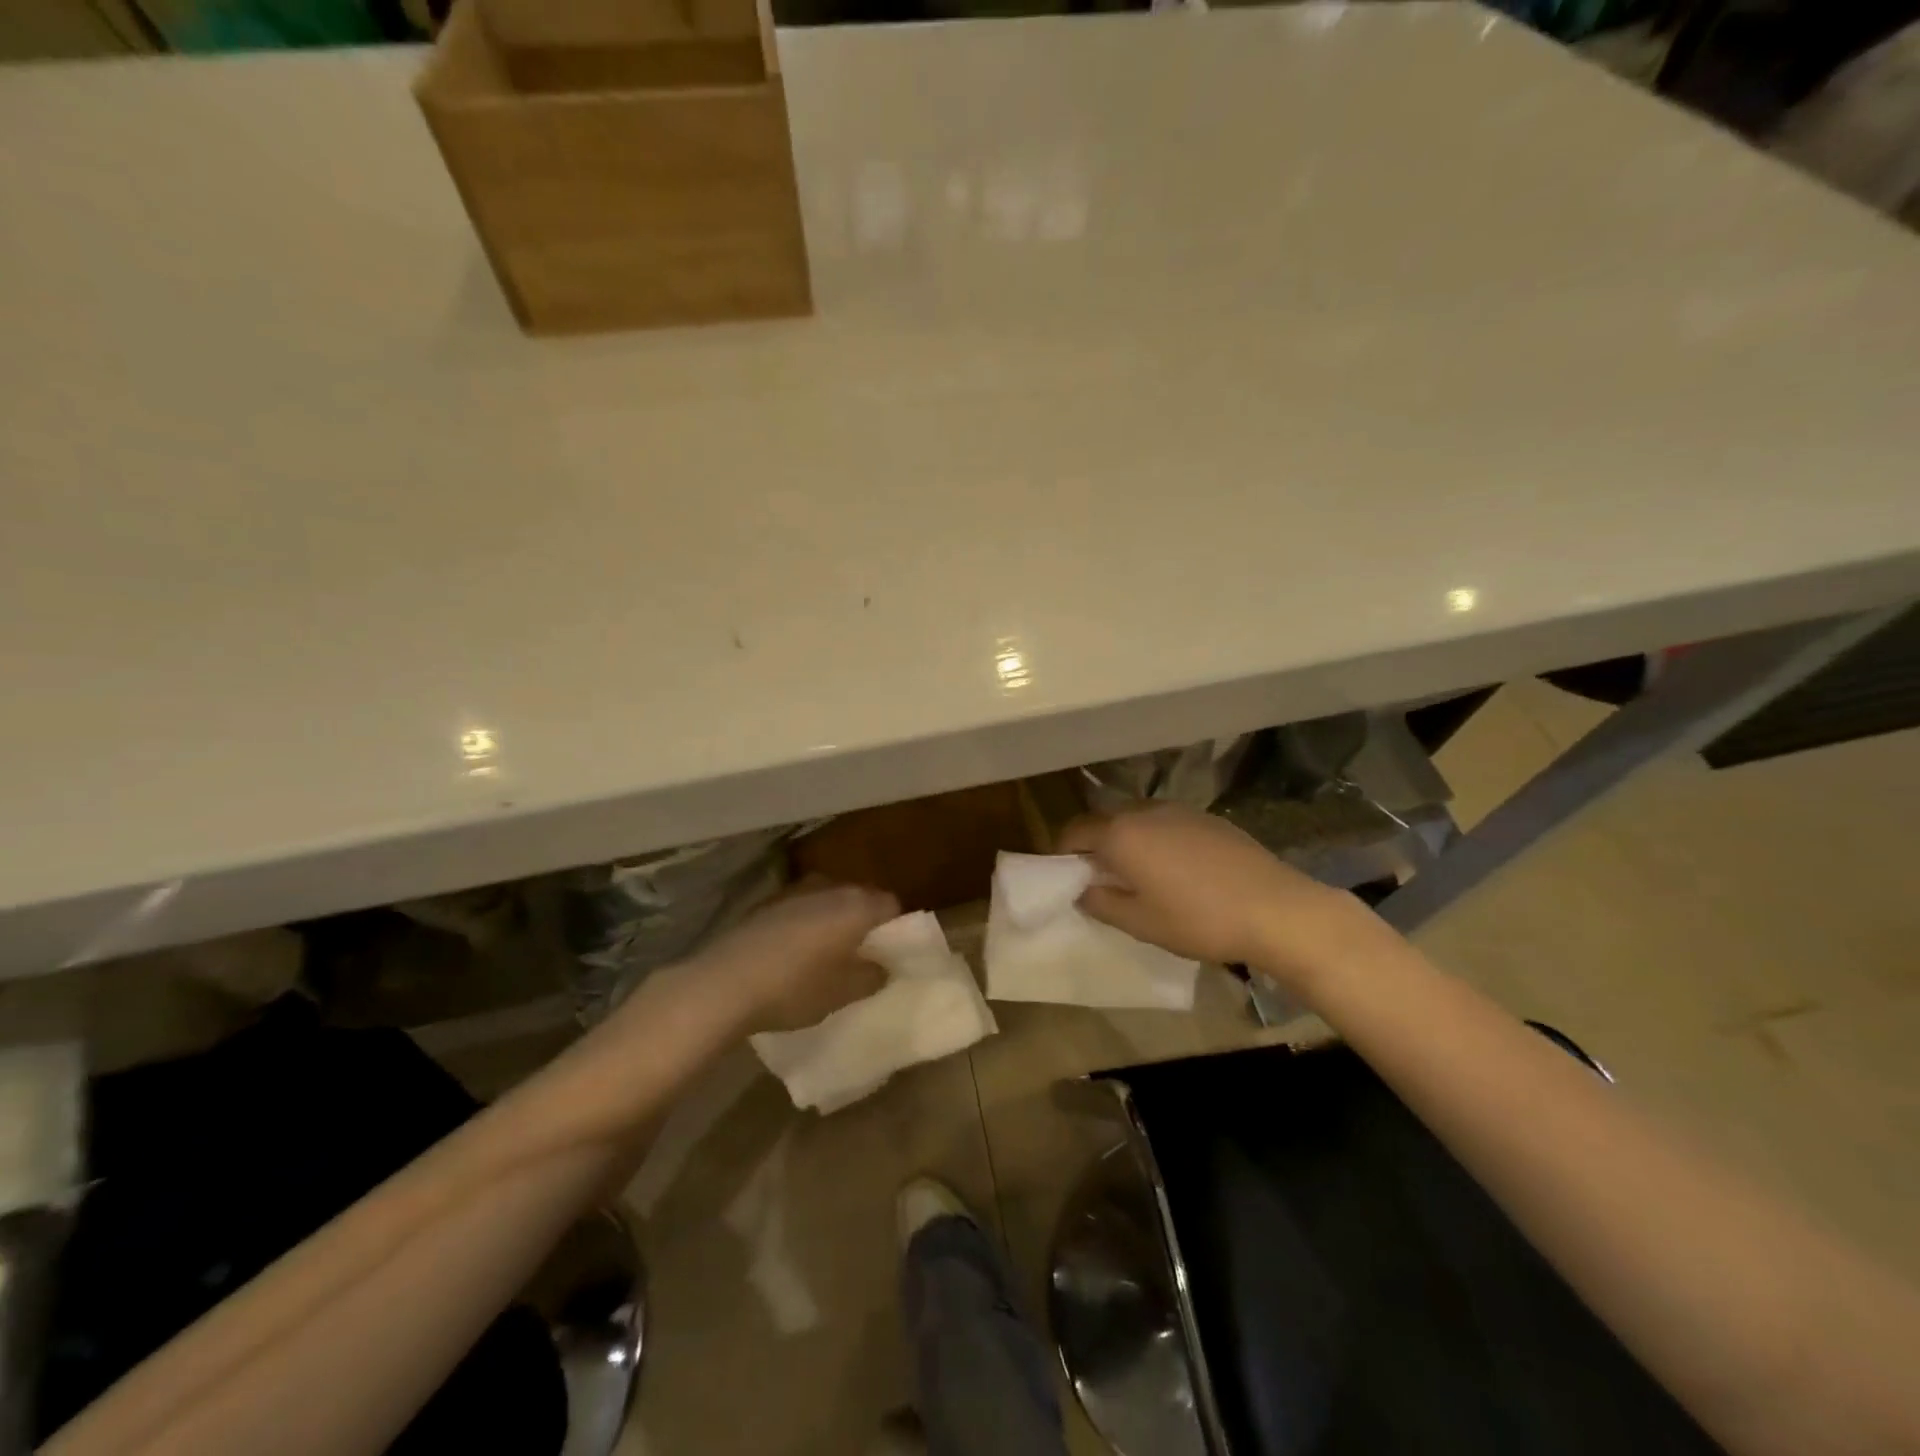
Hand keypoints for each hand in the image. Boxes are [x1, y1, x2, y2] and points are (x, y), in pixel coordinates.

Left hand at [695, 881, 900, 1034]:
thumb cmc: (795, 987)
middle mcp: (829, 888)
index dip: (895, 929)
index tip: (888, 955)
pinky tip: (792, 954)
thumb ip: (871, 976)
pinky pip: (800, 909)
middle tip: (860, 957)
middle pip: (859, 898)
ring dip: (832, 922)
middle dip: (863, 923)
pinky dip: (804, 925)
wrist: (724, 983)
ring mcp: (795, 891)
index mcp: (856, 905)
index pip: (891, 905)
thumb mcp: (843, 993)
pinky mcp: (766, 903)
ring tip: (826, 956)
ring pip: (828, 902)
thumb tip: (882, 966)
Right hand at [1057, 803, 1373, 988]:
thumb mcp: (1140, 923)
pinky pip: (1166, 823)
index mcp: (1121, 834)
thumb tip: (1082, 890)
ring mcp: (1179, 810)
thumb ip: (1101, 903)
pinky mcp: (1208, 818)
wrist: (1276, 909)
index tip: (1064, 876)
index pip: (1074, 831)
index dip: (1062, 852)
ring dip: (1126, 840)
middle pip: (1104, 821)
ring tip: (1138, 875)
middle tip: (1099, 879)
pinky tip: (1176, 870)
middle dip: (1094, 845)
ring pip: (1136, 820)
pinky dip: (1156, 839)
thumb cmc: (1199, 919)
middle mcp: (1144, 811)